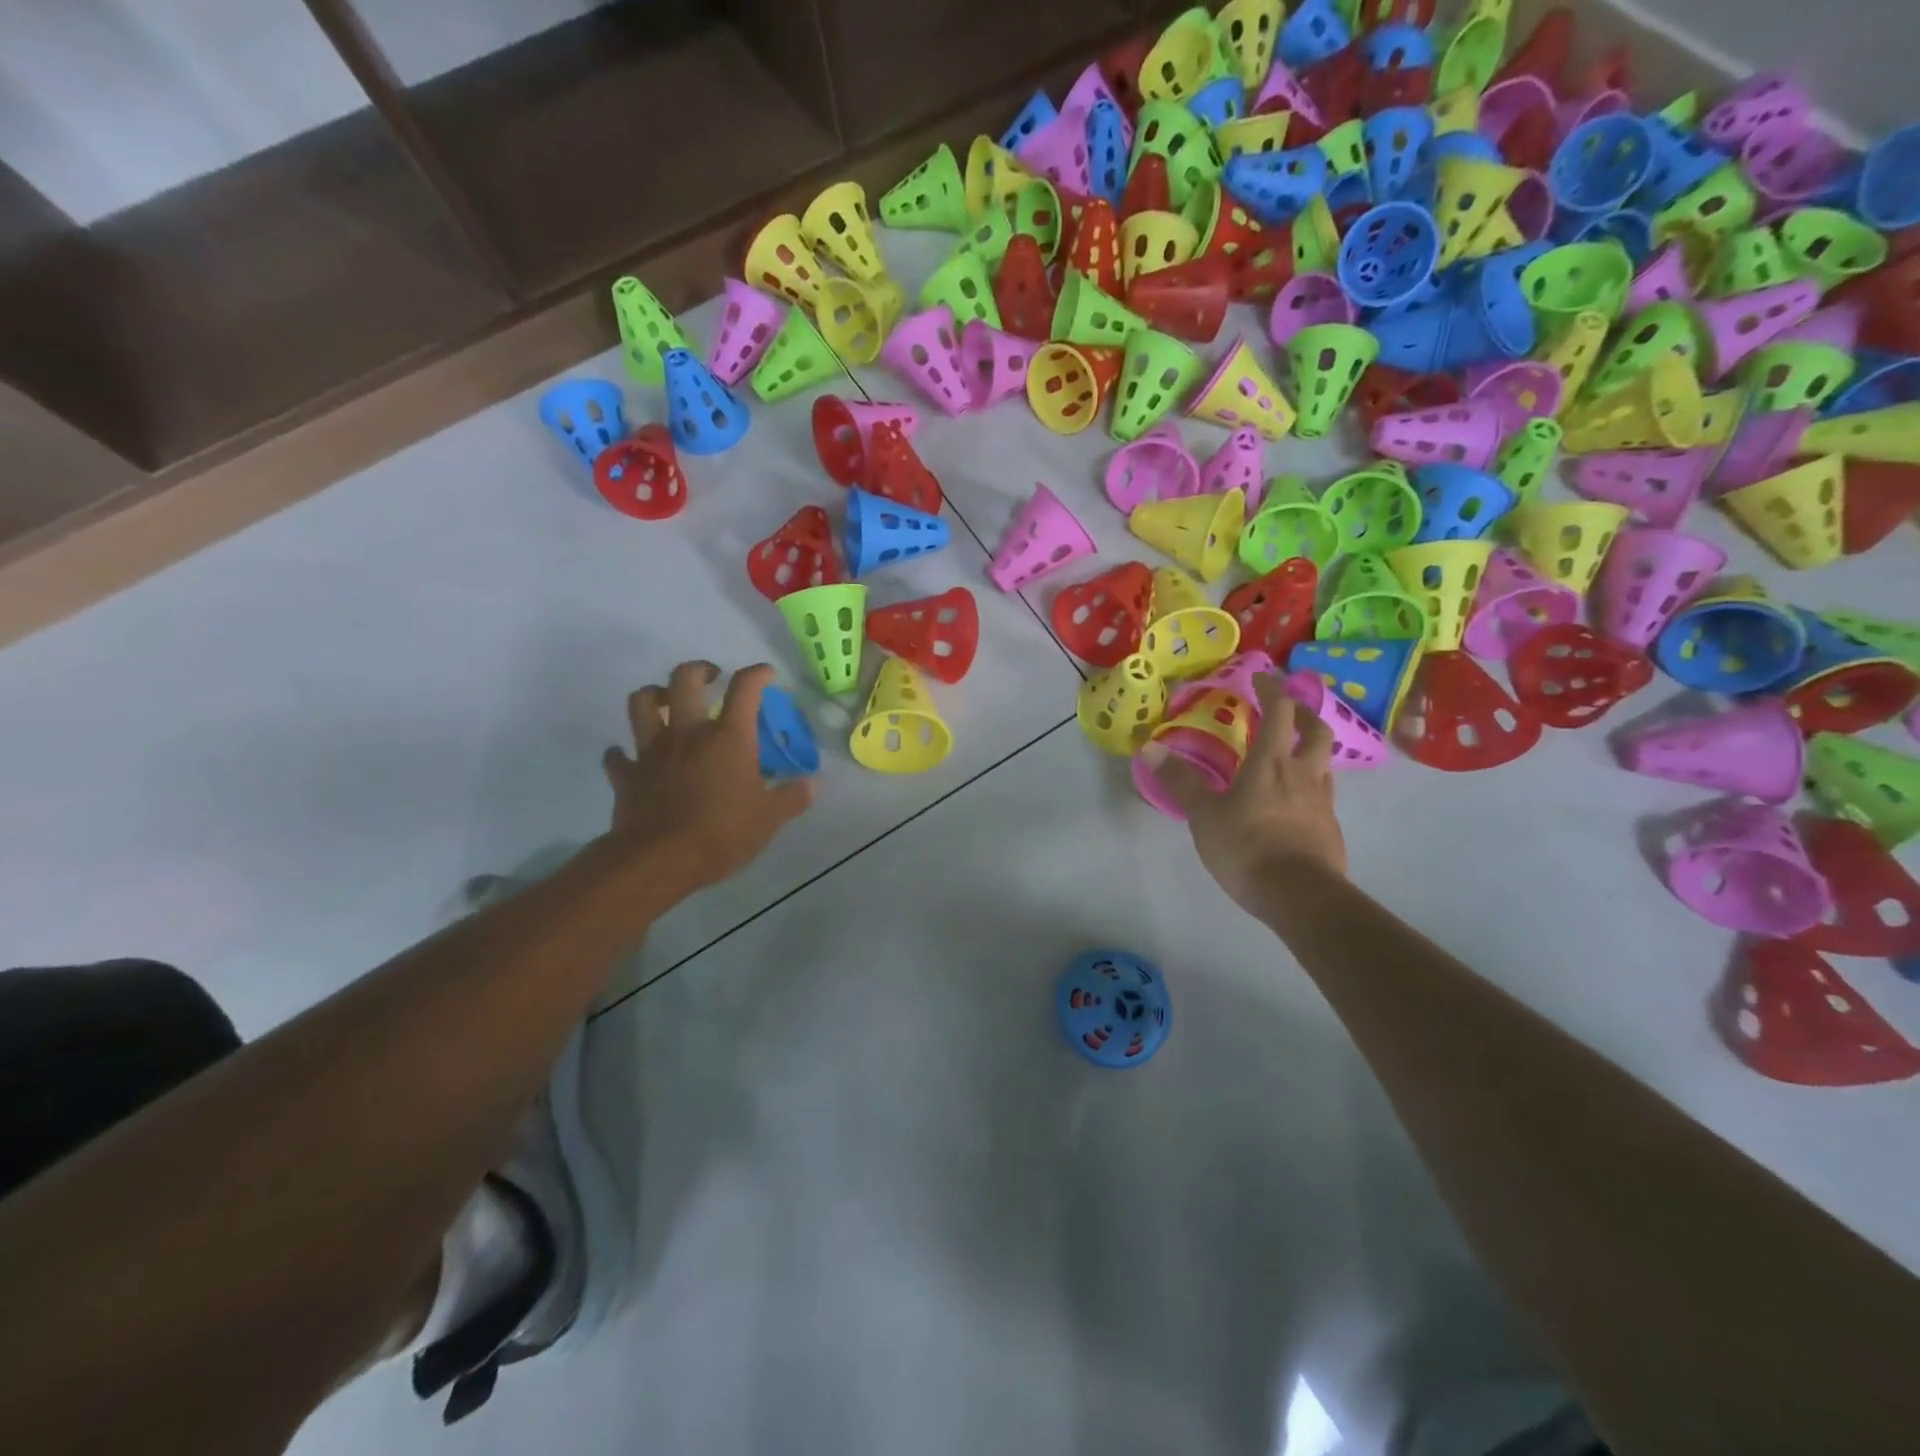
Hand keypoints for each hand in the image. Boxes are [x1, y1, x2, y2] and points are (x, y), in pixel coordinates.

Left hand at [602, 662, 812, 895]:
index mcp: (728, 737)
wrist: (659, 860)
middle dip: (699, 669)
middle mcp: (688, 733)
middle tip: (710, 677)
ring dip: (654, 695)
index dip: (757, 674)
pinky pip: (617, 756)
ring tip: (667, 702)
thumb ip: (792, 797)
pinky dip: (622, 754)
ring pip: (642, 703)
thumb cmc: (722, 833)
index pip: (745, 688)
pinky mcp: (627, 775)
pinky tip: (630, 758)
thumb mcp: (769, 819)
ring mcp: (652, 751)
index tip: (766, 674)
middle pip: (684, 679)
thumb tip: (813, 783)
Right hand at [1149, 676, 1346, 916]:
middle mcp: (1303, 774)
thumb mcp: (1204, 814)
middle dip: (1303, 714)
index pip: (1280, 711)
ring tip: (1290, 756)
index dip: (1272, 689)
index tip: (1262, 677)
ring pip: (1324, 763)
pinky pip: (1323, 796)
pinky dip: (1310, 787)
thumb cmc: (1247, 847)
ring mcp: (1322, 802)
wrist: (1300, 896)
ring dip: (1310, 750)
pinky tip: (1293, 804)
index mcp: (1271, 763)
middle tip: (1288, 712)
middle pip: (1316, 731)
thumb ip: (1180, 780)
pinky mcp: (1330, 829)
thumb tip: (1150, 747)